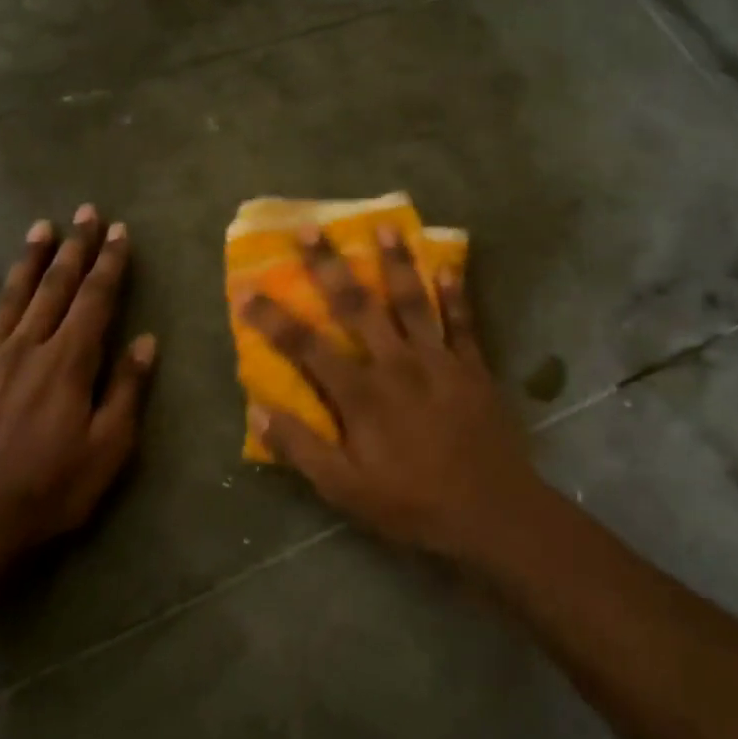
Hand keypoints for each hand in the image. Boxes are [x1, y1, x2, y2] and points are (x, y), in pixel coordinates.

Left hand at [0, 206, 156, 569]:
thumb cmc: (53, 487)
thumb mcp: (110, 447)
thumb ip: (126, 389)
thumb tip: (145, 340)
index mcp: (69, 362)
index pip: (96, 300)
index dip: (110, 264)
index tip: (119, 232)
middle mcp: (27, 348)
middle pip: (55, 288)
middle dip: (75, 248)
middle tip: (85, 212)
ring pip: (11, 299)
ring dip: (29, 261)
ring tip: (41, 228)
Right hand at [240, 227, 548, 560]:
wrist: (491, 512)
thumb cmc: (412, 503)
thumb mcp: (345, 489)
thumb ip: (302, 448)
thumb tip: (258, 412)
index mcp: (361, 393)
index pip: (306, 346)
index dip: (272, 318)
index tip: (246, 289)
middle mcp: (396, 364)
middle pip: (357, 306)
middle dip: (331, 266)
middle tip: (312, 229)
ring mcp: (438, 360)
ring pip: (413, 300)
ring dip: (397, 262)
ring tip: (386, 226)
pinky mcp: (472, 367)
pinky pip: (462, 321)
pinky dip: (455, 294)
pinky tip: (449, 266)